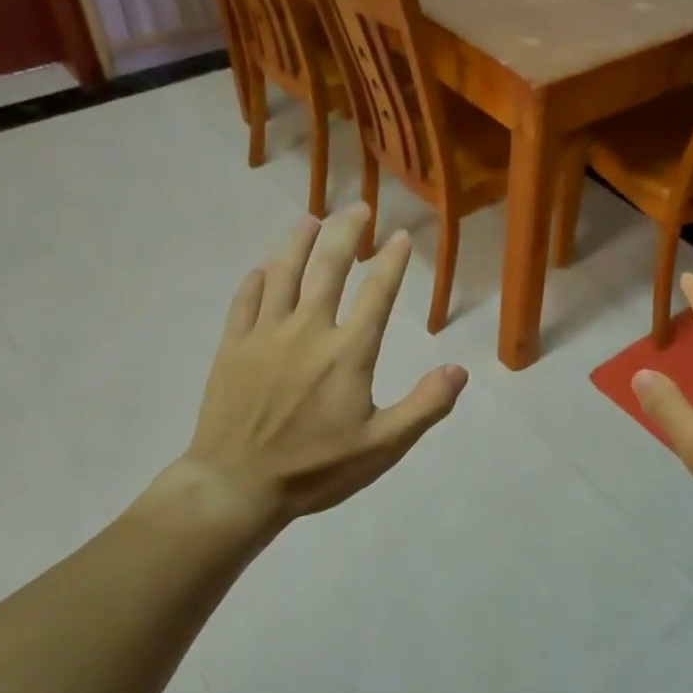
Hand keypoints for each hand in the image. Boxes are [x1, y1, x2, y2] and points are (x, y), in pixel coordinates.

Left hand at [151, 204, 467, 531]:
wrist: (237, 485)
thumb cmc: (315, 469)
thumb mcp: (382, 447)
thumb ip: (424, 406)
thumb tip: (459, 370)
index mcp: (347, 352)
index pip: (377, 293)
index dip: (392, 261)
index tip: (401, 235)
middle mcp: (307, 330)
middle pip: (328, 266)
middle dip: (347, 232)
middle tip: (359, 208)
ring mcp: (265, 334)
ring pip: (283, 272)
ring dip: (299, 241)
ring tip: (311, 219)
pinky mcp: (233, 346)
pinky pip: (245, 299)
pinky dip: (257, 278)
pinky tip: (264, 268)